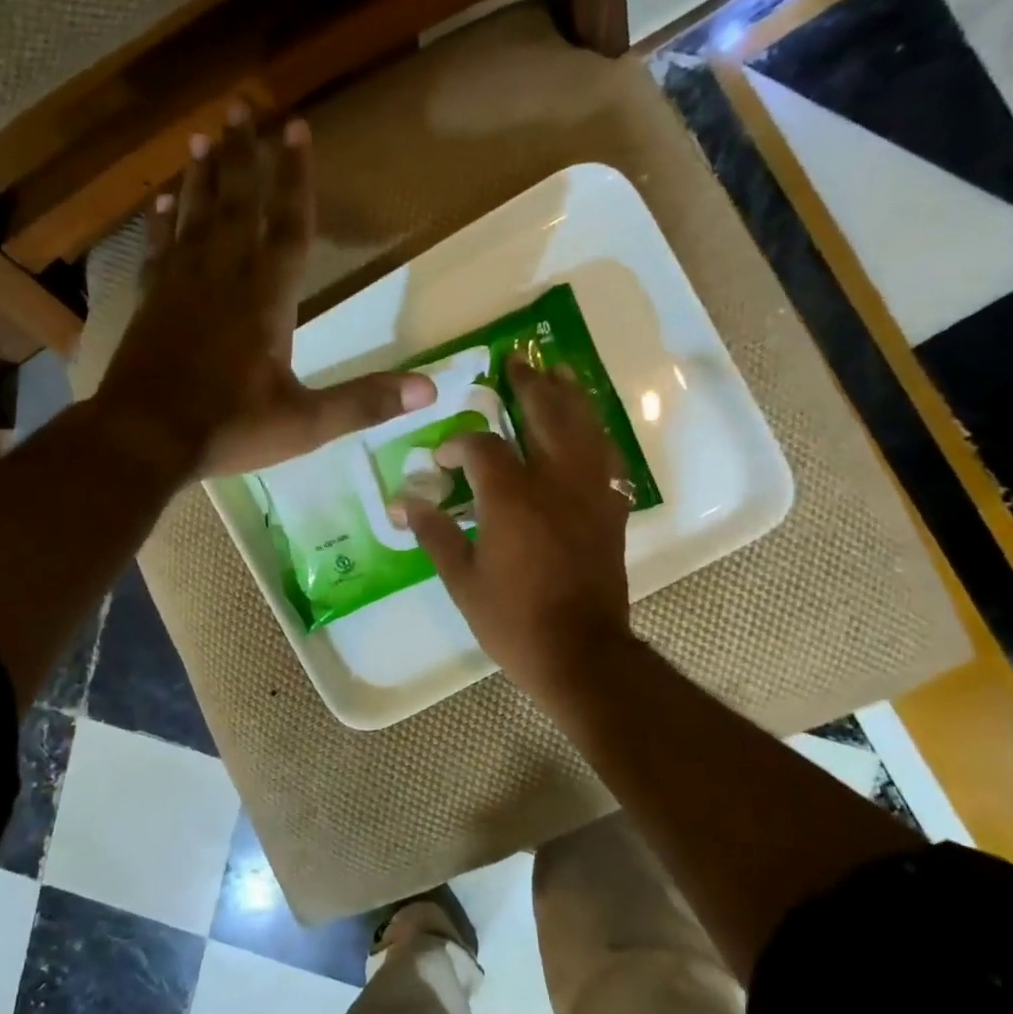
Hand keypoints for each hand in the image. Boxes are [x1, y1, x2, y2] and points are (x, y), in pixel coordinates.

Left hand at [94, 104, 433, 477]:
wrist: (142, 440)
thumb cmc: (228, 429)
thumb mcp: (306, 423)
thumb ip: (365, 402)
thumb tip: (432, 388)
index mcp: (265, 300)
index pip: (288, 227)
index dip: (296, 178)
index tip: (297, 128)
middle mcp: (222, 278)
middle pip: (237, 205)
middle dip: (244, 156)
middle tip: (243, 105)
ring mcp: (180, 287)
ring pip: (195, 218)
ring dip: (202, 177)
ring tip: (205, 136)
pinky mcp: (149, 303)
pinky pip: (157, 250)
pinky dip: (160, 223)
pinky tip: (161, 200)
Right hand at [401, 359, 637, 712]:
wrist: (580, 652)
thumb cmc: (512, 620)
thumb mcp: (461, 580)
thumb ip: (433, 533)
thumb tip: (402, 504)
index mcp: (511, 497)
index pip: (483, 447)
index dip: (459, 444)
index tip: (443, 459)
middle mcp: (554, 482)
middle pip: (545, 415)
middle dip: (528, 386)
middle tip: (517, 361)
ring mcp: (589, 493)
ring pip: (584, 428)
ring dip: (570, 396)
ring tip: (560, 372)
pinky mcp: (610, 511)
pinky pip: (607, 459)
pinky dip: (596, 436)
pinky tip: (589, 429)